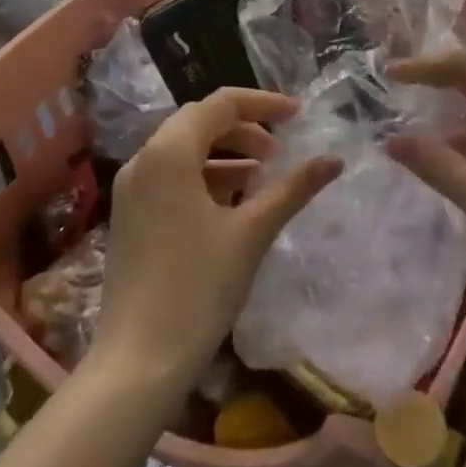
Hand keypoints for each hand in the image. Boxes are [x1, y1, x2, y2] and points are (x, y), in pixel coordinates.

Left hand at [93, 88, 341, 390]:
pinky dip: (205, 175)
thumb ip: (293, 188)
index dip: (263, 104)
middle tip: (280, 149)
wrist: (138, 362)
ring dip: (225, 152)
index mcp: (169, 152)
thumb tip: (335, 159)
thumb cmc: (197, 288)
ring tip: (264, 175)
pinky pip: (171, 175)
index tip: (298, 116)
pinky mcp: (130, 215)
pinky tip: (233, 201)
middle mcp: (144, 159)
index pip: (221, 104)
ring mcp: (132, 188)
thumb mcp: (252, 232)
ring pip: (184, 149)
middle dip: (244, 128)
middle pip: (199, 121)